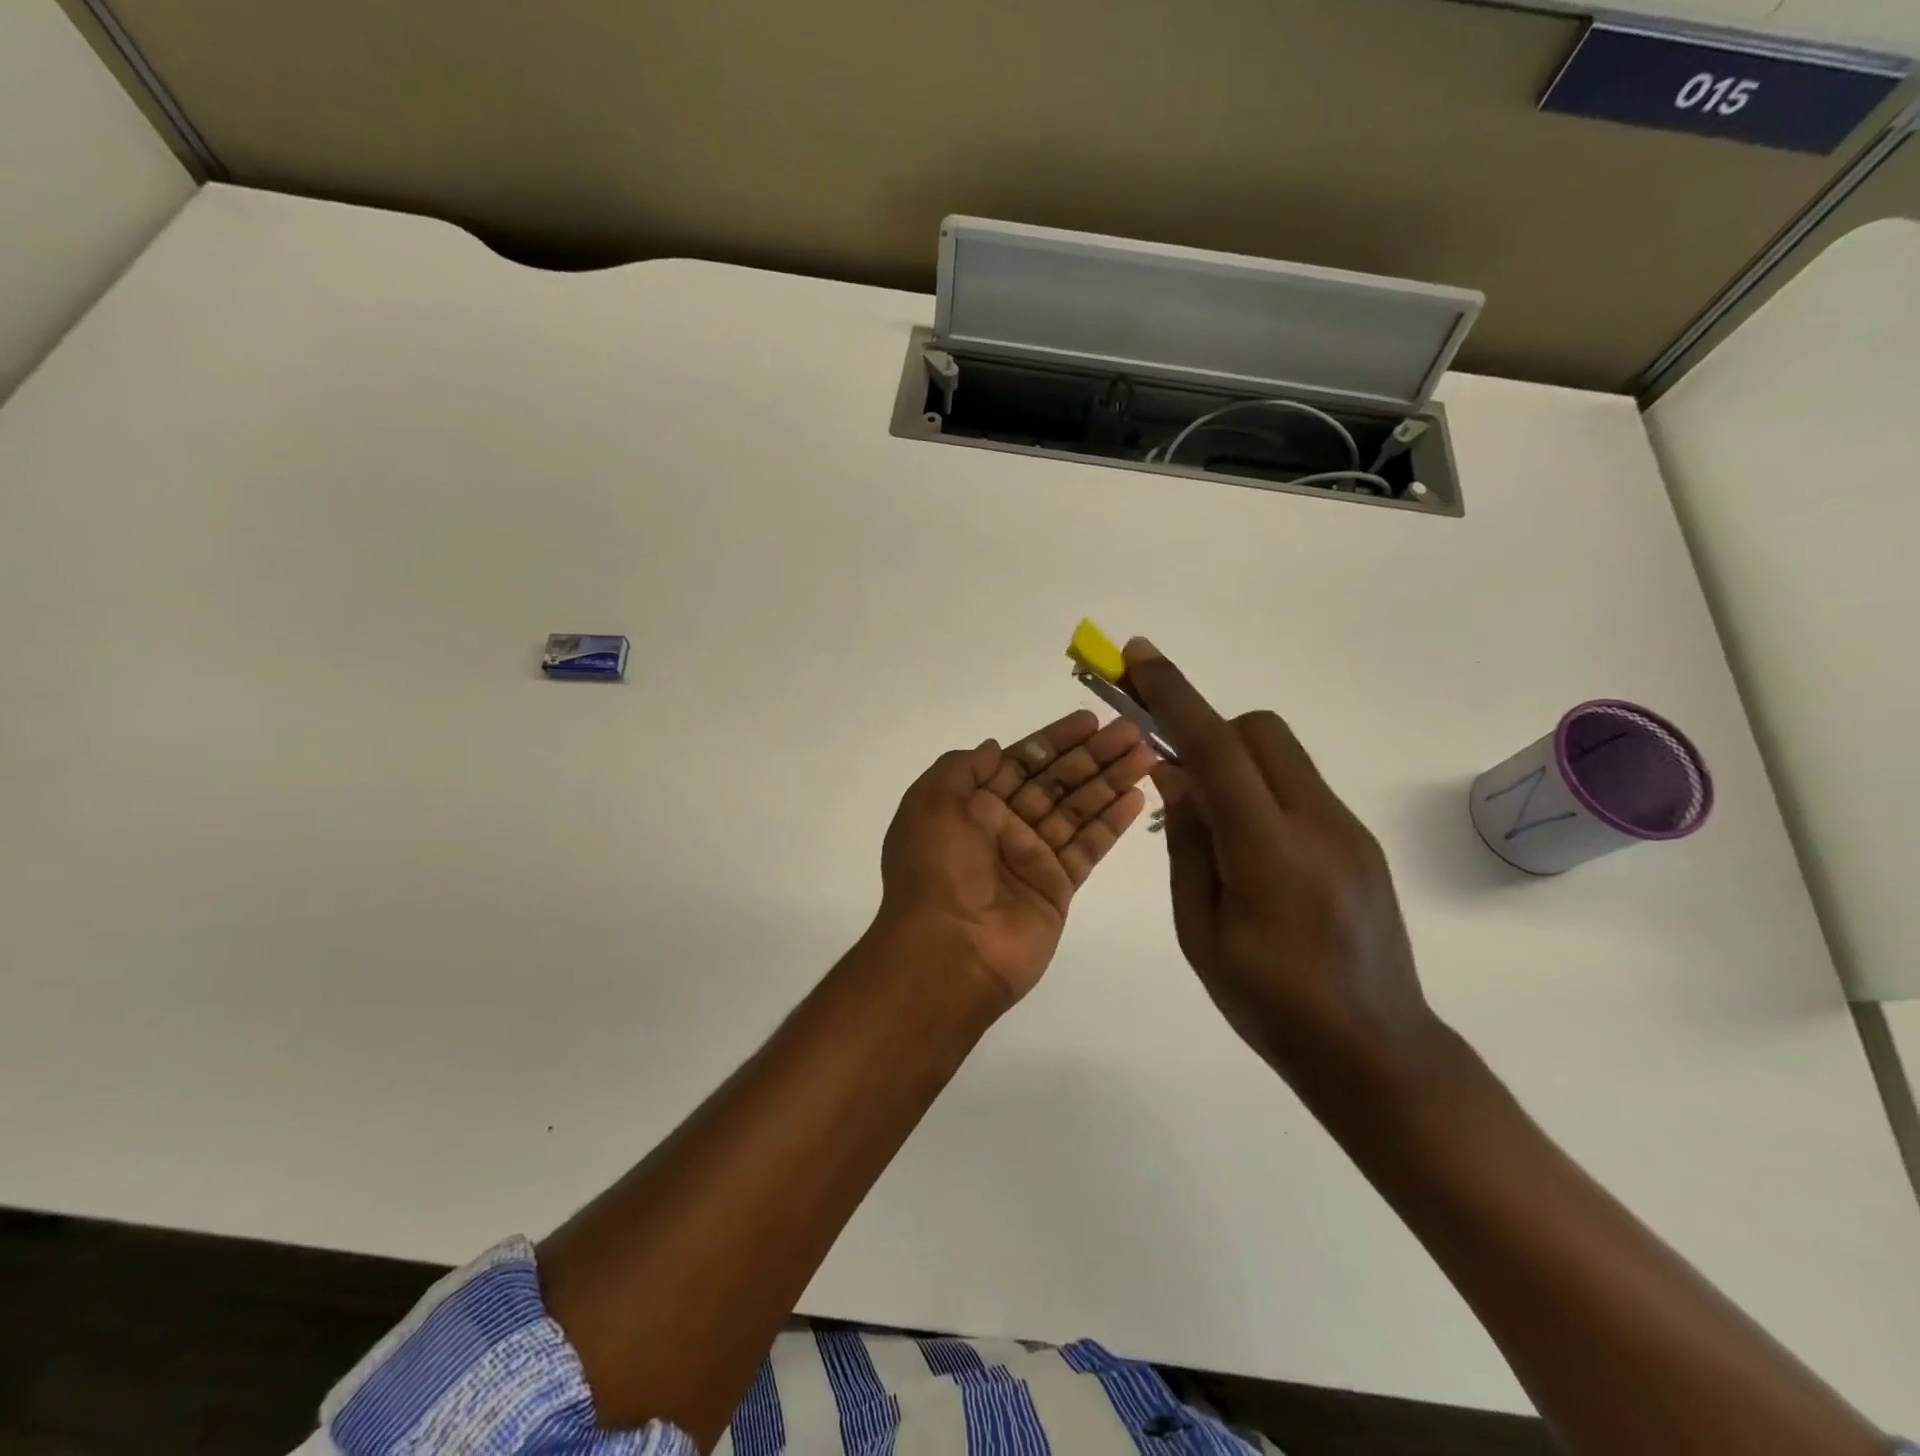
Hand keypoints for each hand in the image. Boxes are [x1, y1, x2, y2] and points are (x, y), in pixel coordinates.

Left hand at [876, 709, 1156, 1009]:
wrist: (948, 951)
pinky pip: (1088, 846)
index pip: (1021, 761)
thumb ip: (962, 768)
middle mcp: (1003, 826)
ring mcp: (1033, 856)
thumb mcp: (930, 803)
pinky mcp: (1058, 887)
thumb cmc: (935, 868)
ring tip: (1148, 754)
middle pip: (1055, 781)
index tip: (1089, 720)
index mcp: (971, 804)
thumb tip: (993, 748)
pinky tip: (1137, 796)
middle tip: (1133, 730)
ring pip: (1078, 809)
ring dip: (1110, 781)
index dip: (1054, 740)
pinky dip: (1112, 822)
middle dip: (1092, 755)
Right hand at [1122, 639, 1438, 1095]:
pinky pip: (1297, 787)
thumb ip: (1187, 844)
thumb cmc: (1269, 1005)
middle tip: (1176, 778)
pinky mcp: (1359, 840)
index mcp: (1271, 854)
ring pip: (1281, 755)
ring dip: (1234, 762)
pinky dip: (1259, 791)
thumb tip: (1174, 773)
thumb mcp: (1200, 932)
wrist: (1375, 1051)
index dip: (1175, 696)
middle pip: (1258, 731)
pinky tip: (1248, 850)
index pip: (1218, 750)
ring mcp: (1348, 830)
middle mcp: (1319, 825)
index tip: (1138, 655)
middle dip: (1208, 731)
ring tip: (1210, 826)